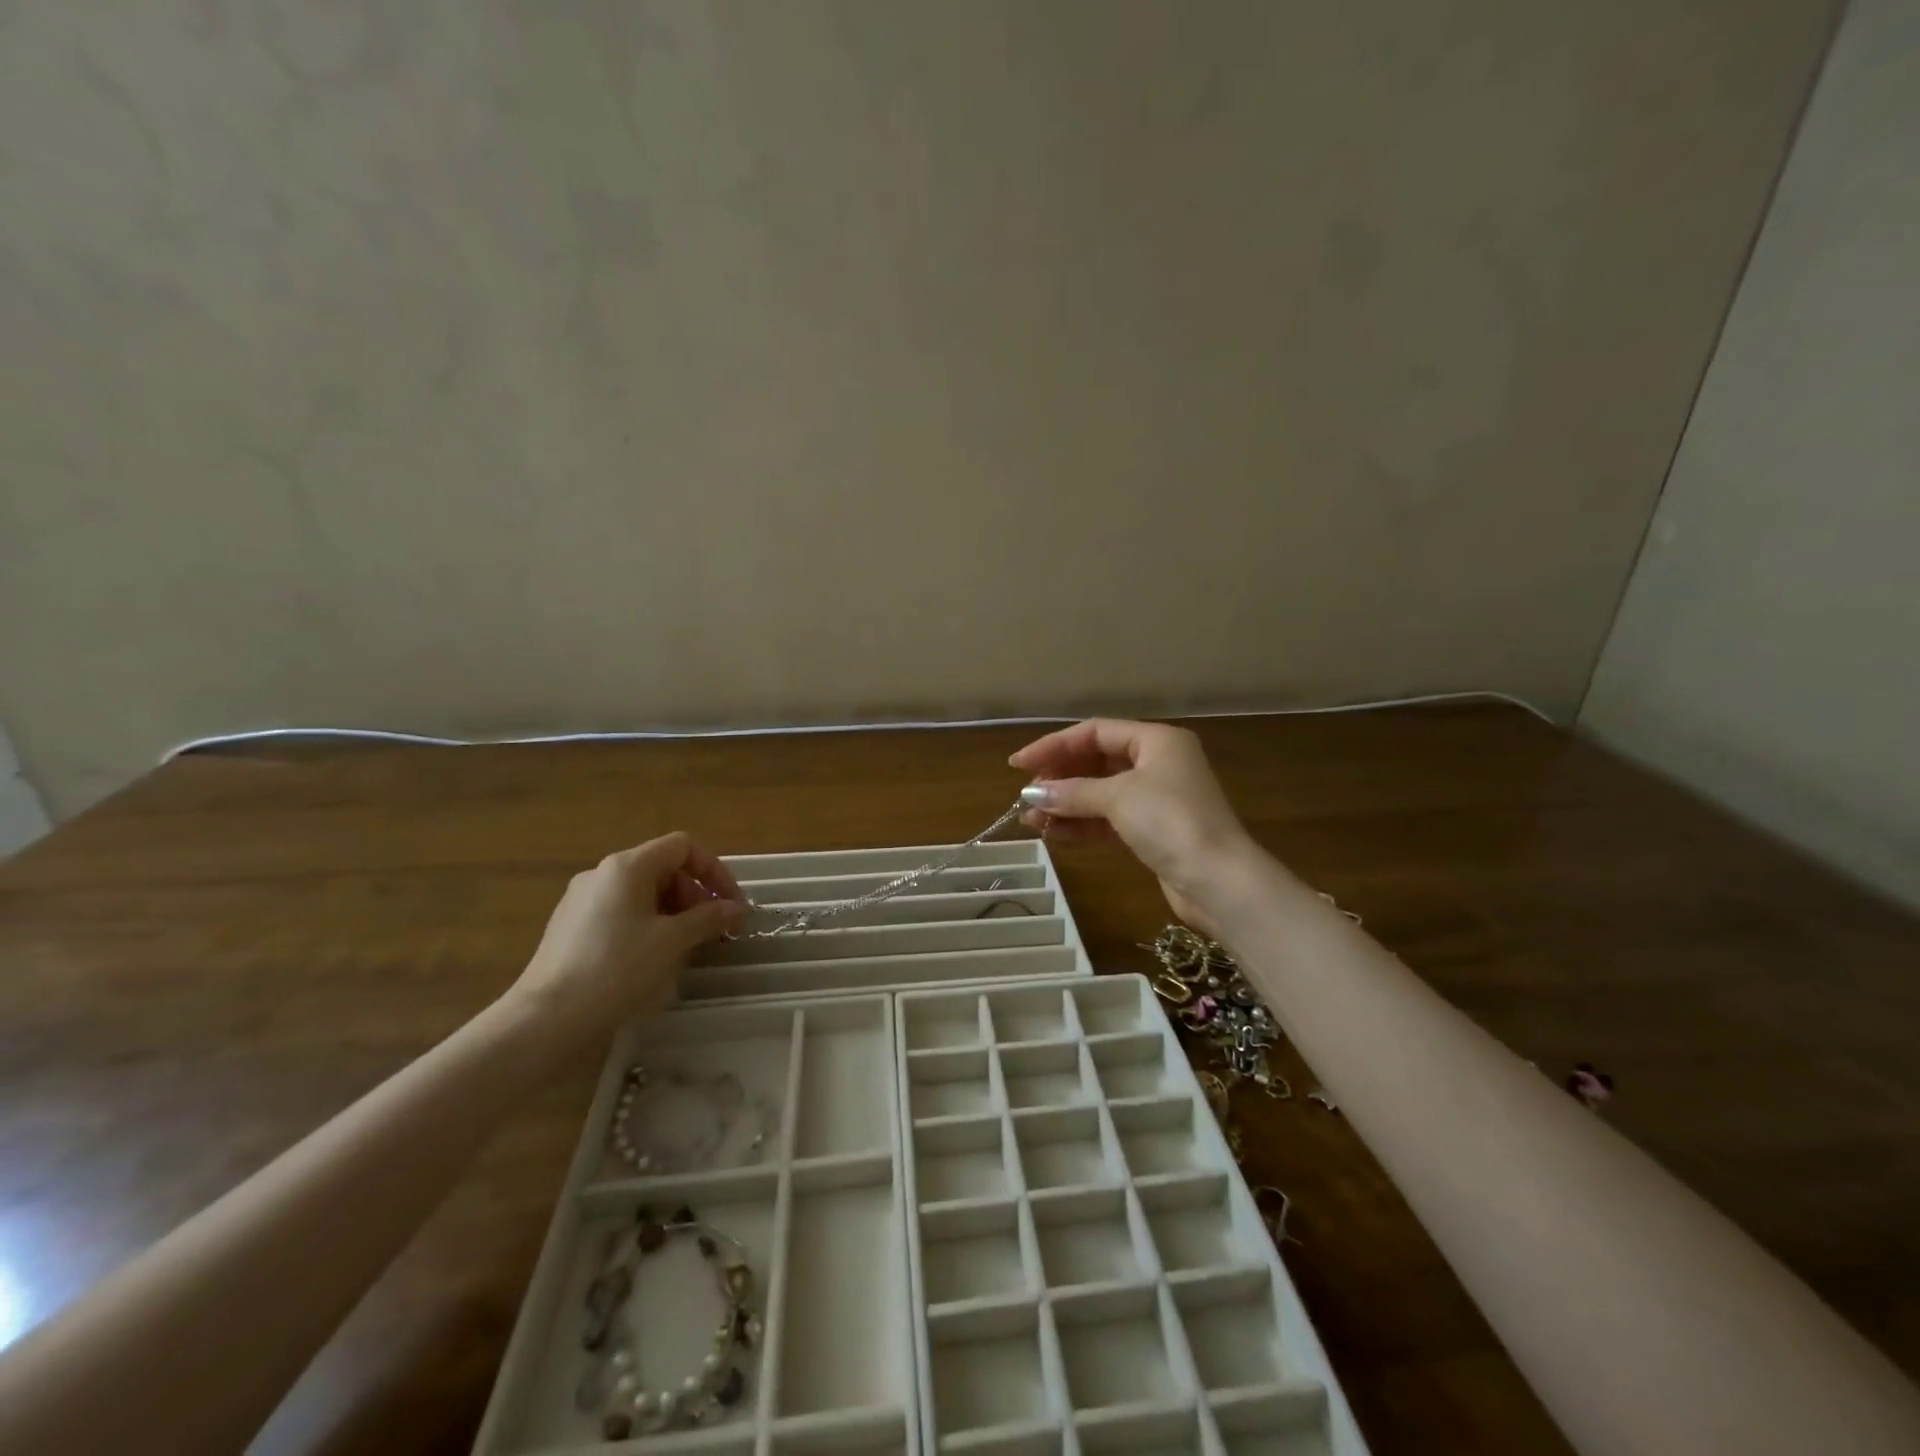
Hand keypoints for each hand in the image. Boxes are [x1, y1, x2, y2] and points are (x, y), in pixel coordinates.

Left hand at [508, 832, 746, 1042]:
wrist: (546, 1020)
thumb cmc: (616, 969)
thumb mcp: (672, 942)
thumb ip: (708, 918)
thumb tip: (736, 909)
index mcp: (627, 866)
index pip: (683, 847)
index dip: (714, 871)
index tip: (731, 904)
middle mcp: (602, 874)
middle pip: (663, 868)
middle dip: (695, 895)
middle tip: (712, 930)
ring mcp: (582, 901)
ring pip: (642, 893)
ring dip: (674, 913)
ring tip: (687, 947)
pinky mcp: (571, 928)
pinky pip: (621, 913)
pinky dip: (647, 925)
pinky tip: (652, 958)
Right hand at [1010, 720, 1255, 932]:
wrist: (1219, 882)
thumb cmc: (1171, 822)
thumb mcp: (1118, 797)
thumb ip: (1072, 791)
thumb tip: (1032, 793)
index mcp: (1157, 741)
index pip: (1095, 732)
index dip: (1054, 745)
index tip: (1019, 765)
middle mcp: (1158, 763)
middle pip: (1096, 761)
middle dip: (1060, 778)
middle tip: (1027, 795)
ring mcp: (1157, 799)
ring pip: (1100, 793)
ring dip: (1066, 804)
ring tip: (1031, 819)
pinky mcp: (1153, 832)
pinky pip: (1108, 820)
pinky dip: (1082, 824)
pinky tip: (1053, 833)